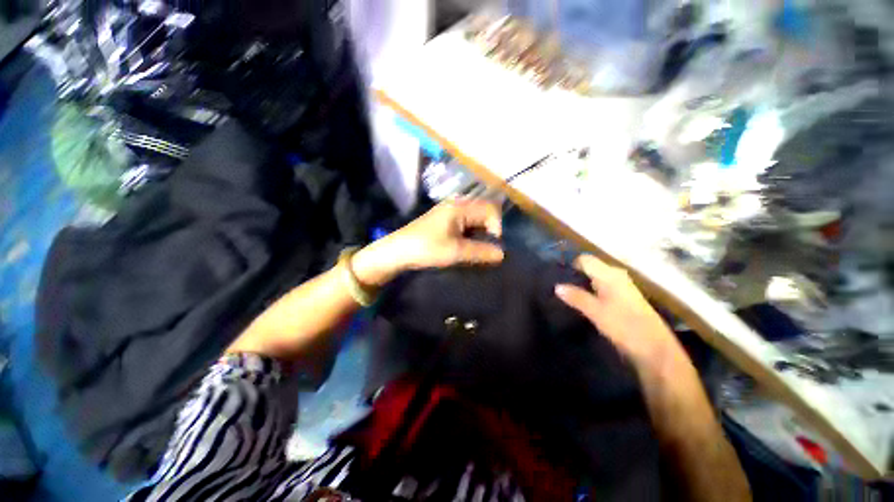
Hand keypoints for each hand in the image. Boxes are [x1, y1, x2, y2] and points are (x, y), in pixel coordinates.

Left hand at [352, 200, 504, 286]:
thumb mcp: (456, 252)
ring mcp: (450, 211)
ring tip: (476, 250)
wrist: (397, 251)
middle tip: (485, 249)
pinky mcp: (445, 220)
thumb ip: (481, 252)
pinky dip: (471, 235)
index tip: (491, 246)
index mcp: (460, 207)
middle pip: (484, 212)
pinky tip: (466, 247)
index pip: (491, 209)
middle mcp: (457, 204)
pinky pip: (466, 224)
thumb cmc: (426, 248)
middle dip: (489, 231)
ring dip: (480, 234)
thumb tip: (502, 254)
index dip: (497, 227)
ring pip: (475, 219)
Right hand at [555, 255, 688, 375]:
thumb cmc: (625, 326)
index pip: (584, 259)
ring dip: (581, 284)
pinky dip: (589, 291)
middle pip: (590, 267)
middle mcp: (616, 276)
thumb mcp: (596, 311)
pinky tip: (580, 301)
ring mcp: (621, 287)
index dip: (570, 264)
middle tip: (557, 284)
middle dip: (574, 274)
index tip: (555, 274)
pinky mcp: (623, 298)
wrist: (655, 349)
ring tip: (564, 293)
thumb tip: (556, 286)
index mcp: (609, 274)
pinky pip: (601, 287)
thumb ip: (576, 297)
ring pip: (595, 278)